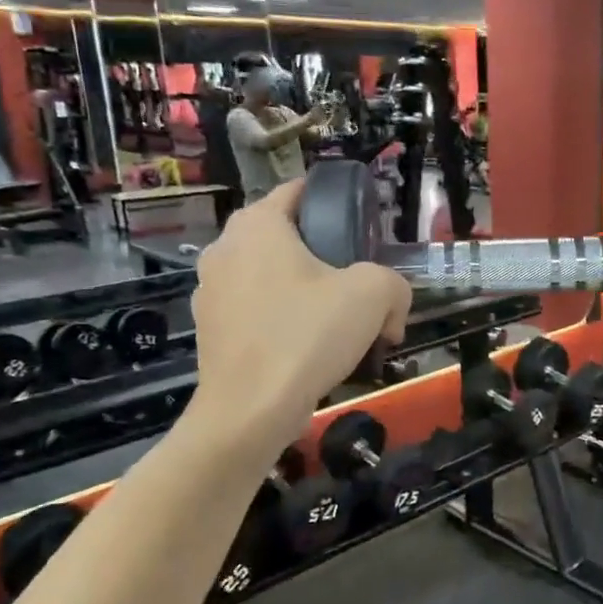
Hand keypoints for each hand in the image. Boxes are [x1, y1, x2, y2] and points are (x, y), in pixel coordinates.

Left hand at [190, 181, 410, 454]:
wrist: (249, 412)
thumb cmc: (306, 336)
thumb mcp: (373, 296)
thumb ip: (393, 285)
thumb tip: (391, 310)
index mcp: (257, 224)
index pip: (299, 191)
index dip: (336, 203)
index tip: (364, 230)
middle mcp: (224, 248)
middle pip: (289, 239)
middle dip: (327, 259)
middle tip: (361, 288)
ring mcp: (209, 292)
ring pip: (272, 279)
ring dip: (306, 295)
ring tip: (339, 328)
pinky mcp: (210, 331)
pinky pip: (257, 313)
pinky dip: (283, 324)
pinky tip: (309, 354)